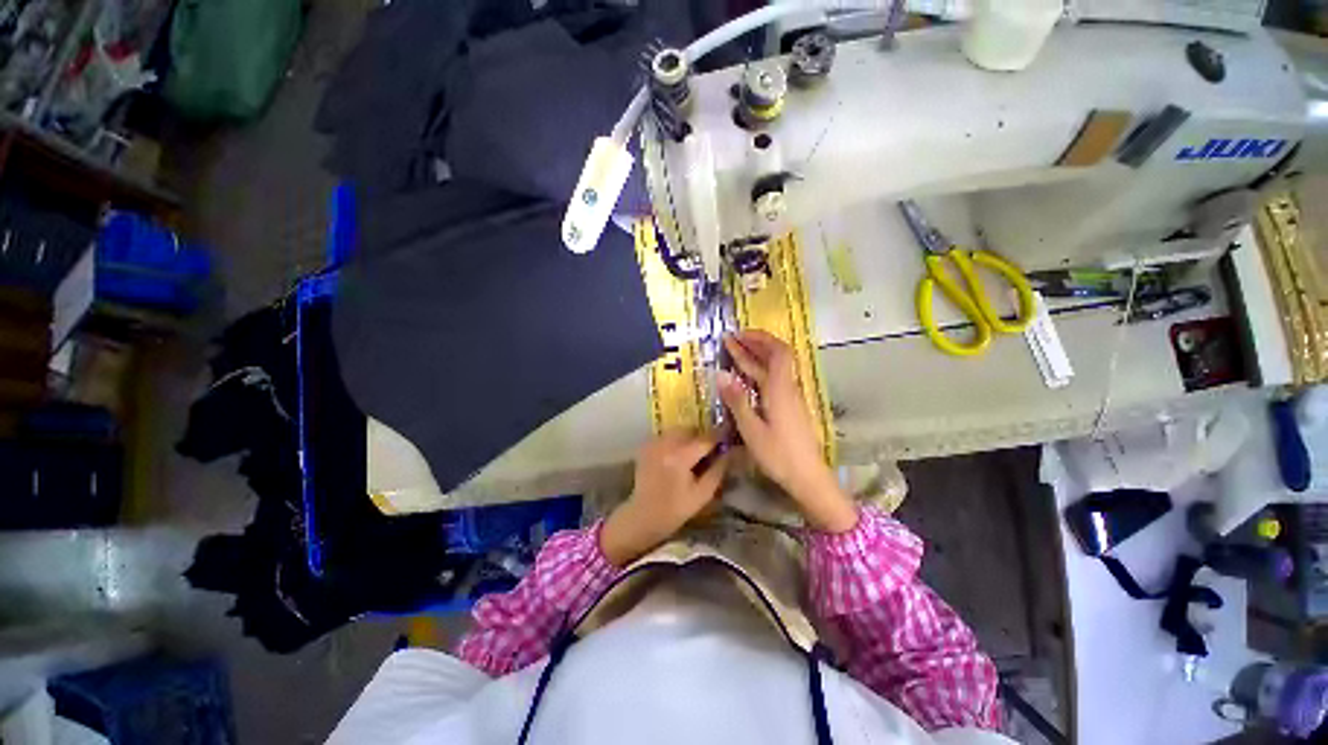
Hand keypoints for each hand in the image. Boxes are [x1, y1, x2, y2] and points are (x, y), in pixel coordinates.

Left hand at [600, 433, 730, 565]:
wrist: (644, 516)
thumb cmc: (676, 509)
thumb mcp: (703, 494)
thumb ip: (718, 470)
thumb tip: (729, 452)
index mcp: (680, 457)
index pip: (706, 439)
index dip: (719, 438)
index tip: (727, 441)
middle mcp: (666, 444)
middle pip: (690, 429)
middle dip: (701, 437)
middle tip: (707, 451)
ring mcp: (653, 443)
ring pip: (677, 430)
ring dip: (687, 438)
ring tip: (691, 455)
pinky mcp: (646, 446)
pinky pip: (665, 436)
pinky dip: (674, 441)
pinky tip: (675, 457)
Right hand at [717, 330, 856, 532]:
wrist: (808, 477)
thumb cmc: (779, 455)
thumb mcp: (752, 429)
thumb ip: (737, 401)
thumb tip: (720, 374)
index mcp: (780, 389)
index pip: (778, 351)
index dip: (760, 338)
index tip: (739, 334)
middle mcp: (787, 388)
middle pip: (776, 357)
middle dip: (753, 345)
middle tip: (731, 340)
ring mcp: (790, 398)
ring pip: (774, 369)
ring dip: (755, 358)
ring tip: (734, 352)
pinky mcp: (789, 408)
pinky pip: (773, 381)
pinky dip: (758, 373)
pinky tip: (746, 378)